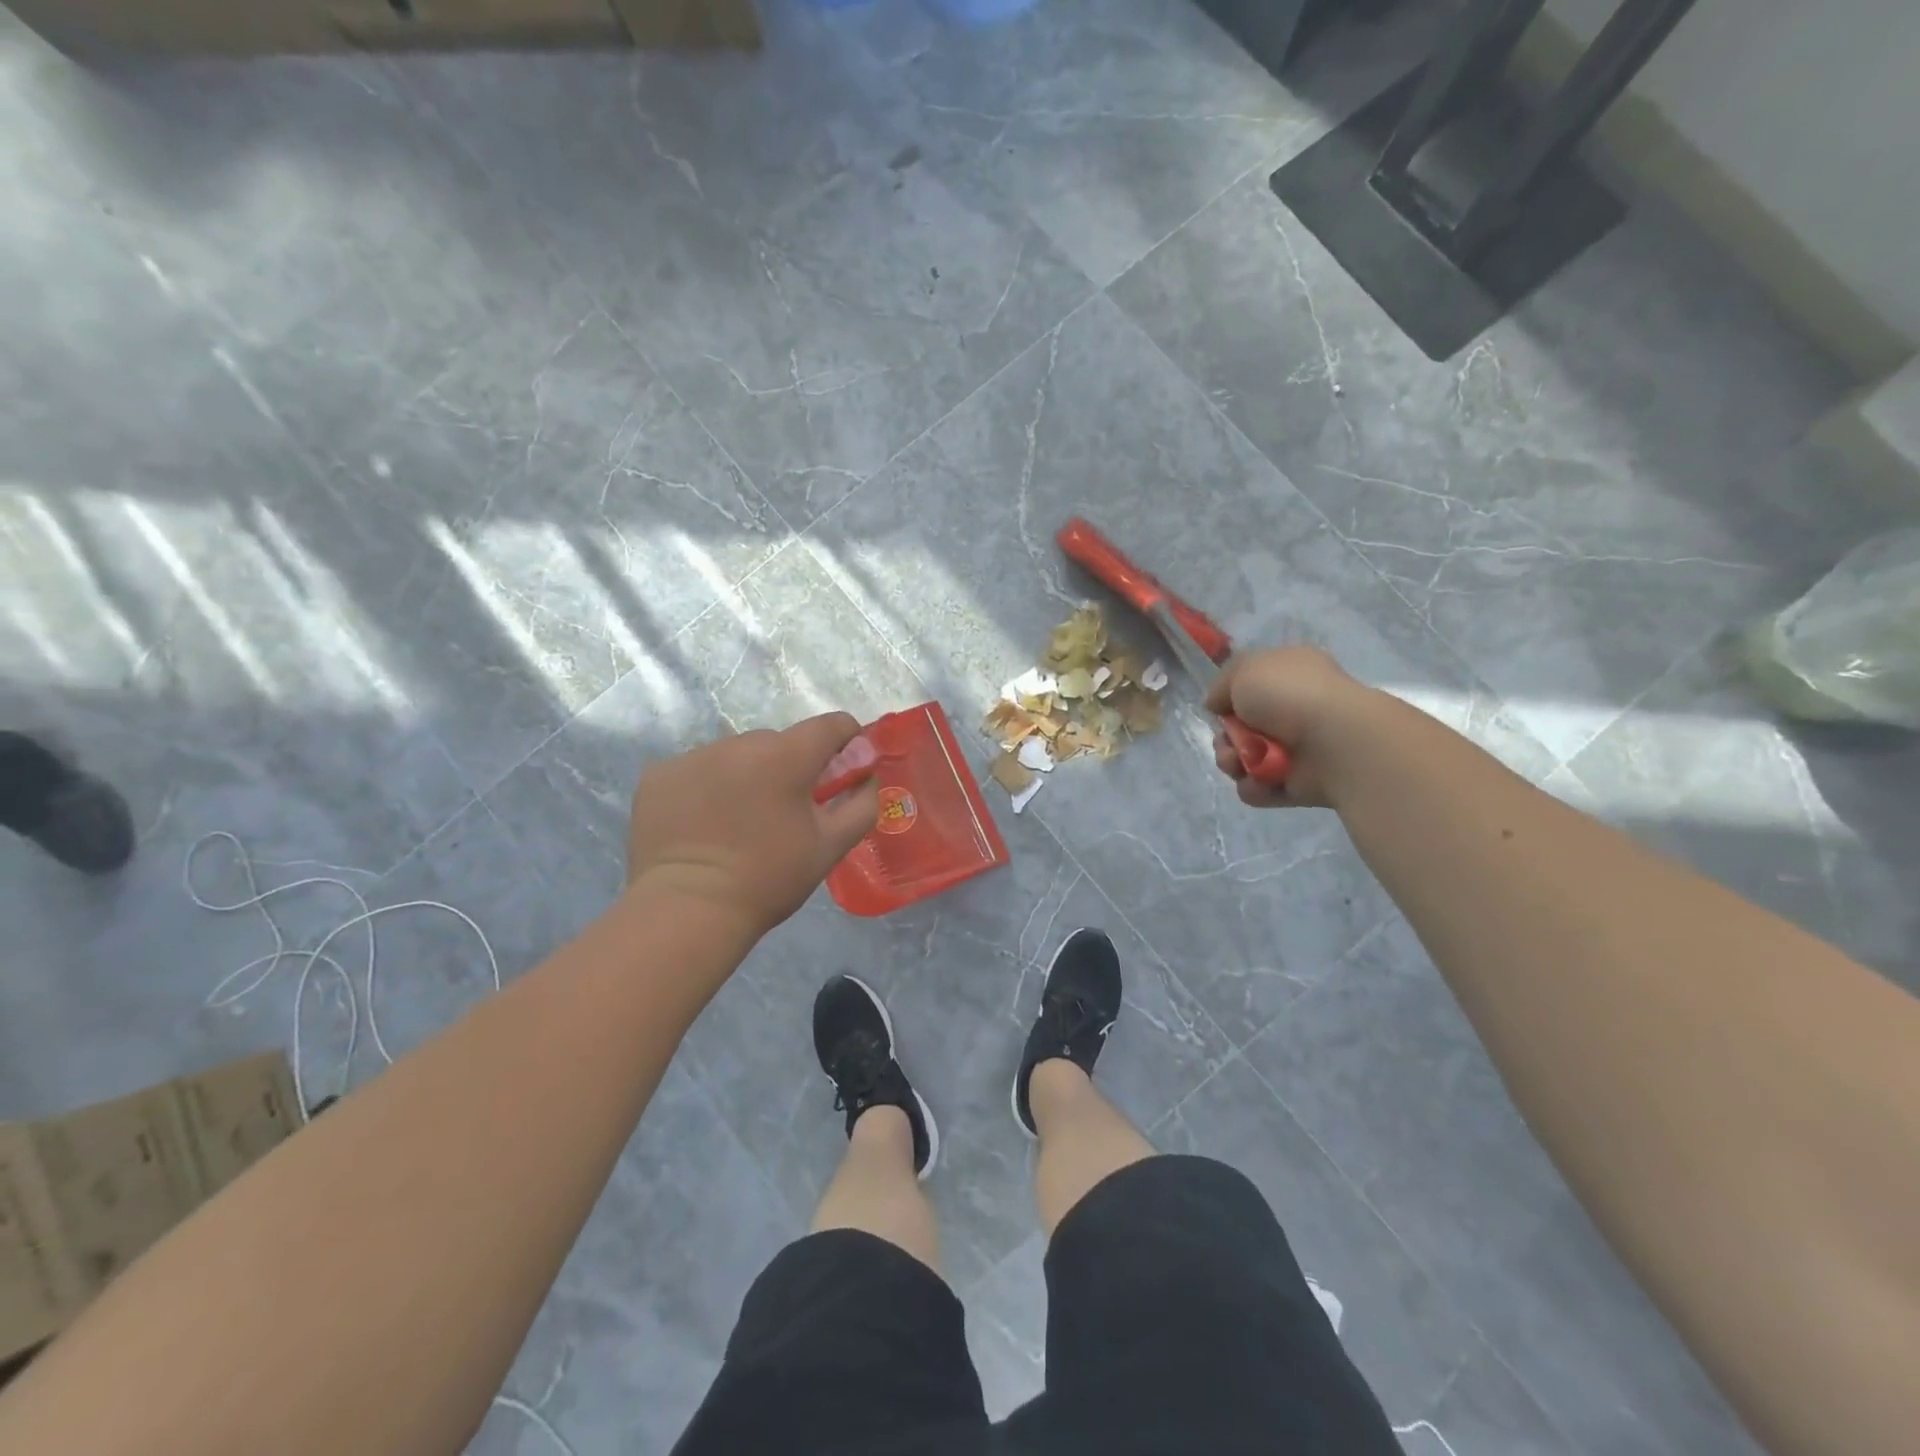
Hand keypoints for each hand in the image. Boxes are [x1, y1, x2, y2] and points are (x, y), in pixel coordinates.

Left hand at [626, 713, 879, 939]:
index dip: (845, 741)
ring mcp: (694, 756)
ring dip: (746, 774)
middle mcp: (739, 743)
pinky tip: (703, 822)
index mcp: (786, 756)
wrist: (688, 910)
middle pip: (779, 742)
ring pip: (736, 754)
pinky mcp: (658, 774)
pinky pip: (698, 768)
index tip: (842, 767)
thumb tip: (867, 776)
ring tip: (738, 820)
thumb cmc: (769, 879)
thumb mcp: (830, 847)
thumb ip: (861, 804)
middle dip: (790, 766)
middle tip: (784, 810)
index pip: (830, 725)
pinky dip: (707, 786)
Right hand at [1204, 647, 1373, 808]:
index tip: (1221, 708)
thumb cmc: (1290, 694)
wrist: (1334, 740)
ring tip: (1240, 764)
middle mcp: (1295, 710)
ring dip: (1233, 763)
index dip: (1229, 700)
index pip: (1250, 688)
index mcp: (1290, 676)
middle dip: (1225, 739)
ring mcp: (1299, 749)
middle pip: (1241, 729)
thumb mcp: (1244, 668)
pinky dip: (1255, 787)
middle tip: (1229, 743)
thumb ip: (1221, 684)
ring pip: (1246, 760)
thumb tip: (1216, 705)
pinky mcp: (1300, 784)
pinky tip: (1261, 781)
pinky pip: (1261, 788)